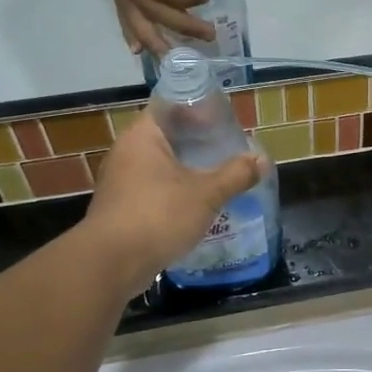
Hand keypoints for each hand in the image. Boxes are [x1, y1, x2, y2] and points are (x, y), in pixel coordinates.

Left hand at [82, 110, 264, 293]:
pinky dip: (174, 193)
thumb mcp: (206, 194)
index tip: (223, 121)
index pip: (170, 107)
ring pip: (160, 166)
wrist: (110, 264)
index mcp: (142, 137)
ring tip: (218, 176)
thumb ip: (235, 175)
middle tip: (227, 149)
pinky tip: (197, 205)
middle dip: (197, 143)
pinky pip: (153, 190)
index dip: (197, 110)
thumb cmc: (158, 216)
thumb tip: (261, 160)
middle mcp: (126, 153)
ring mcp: (120, 182)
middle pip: (167, 137)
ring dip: (186, 170)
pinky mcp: (120, 208)